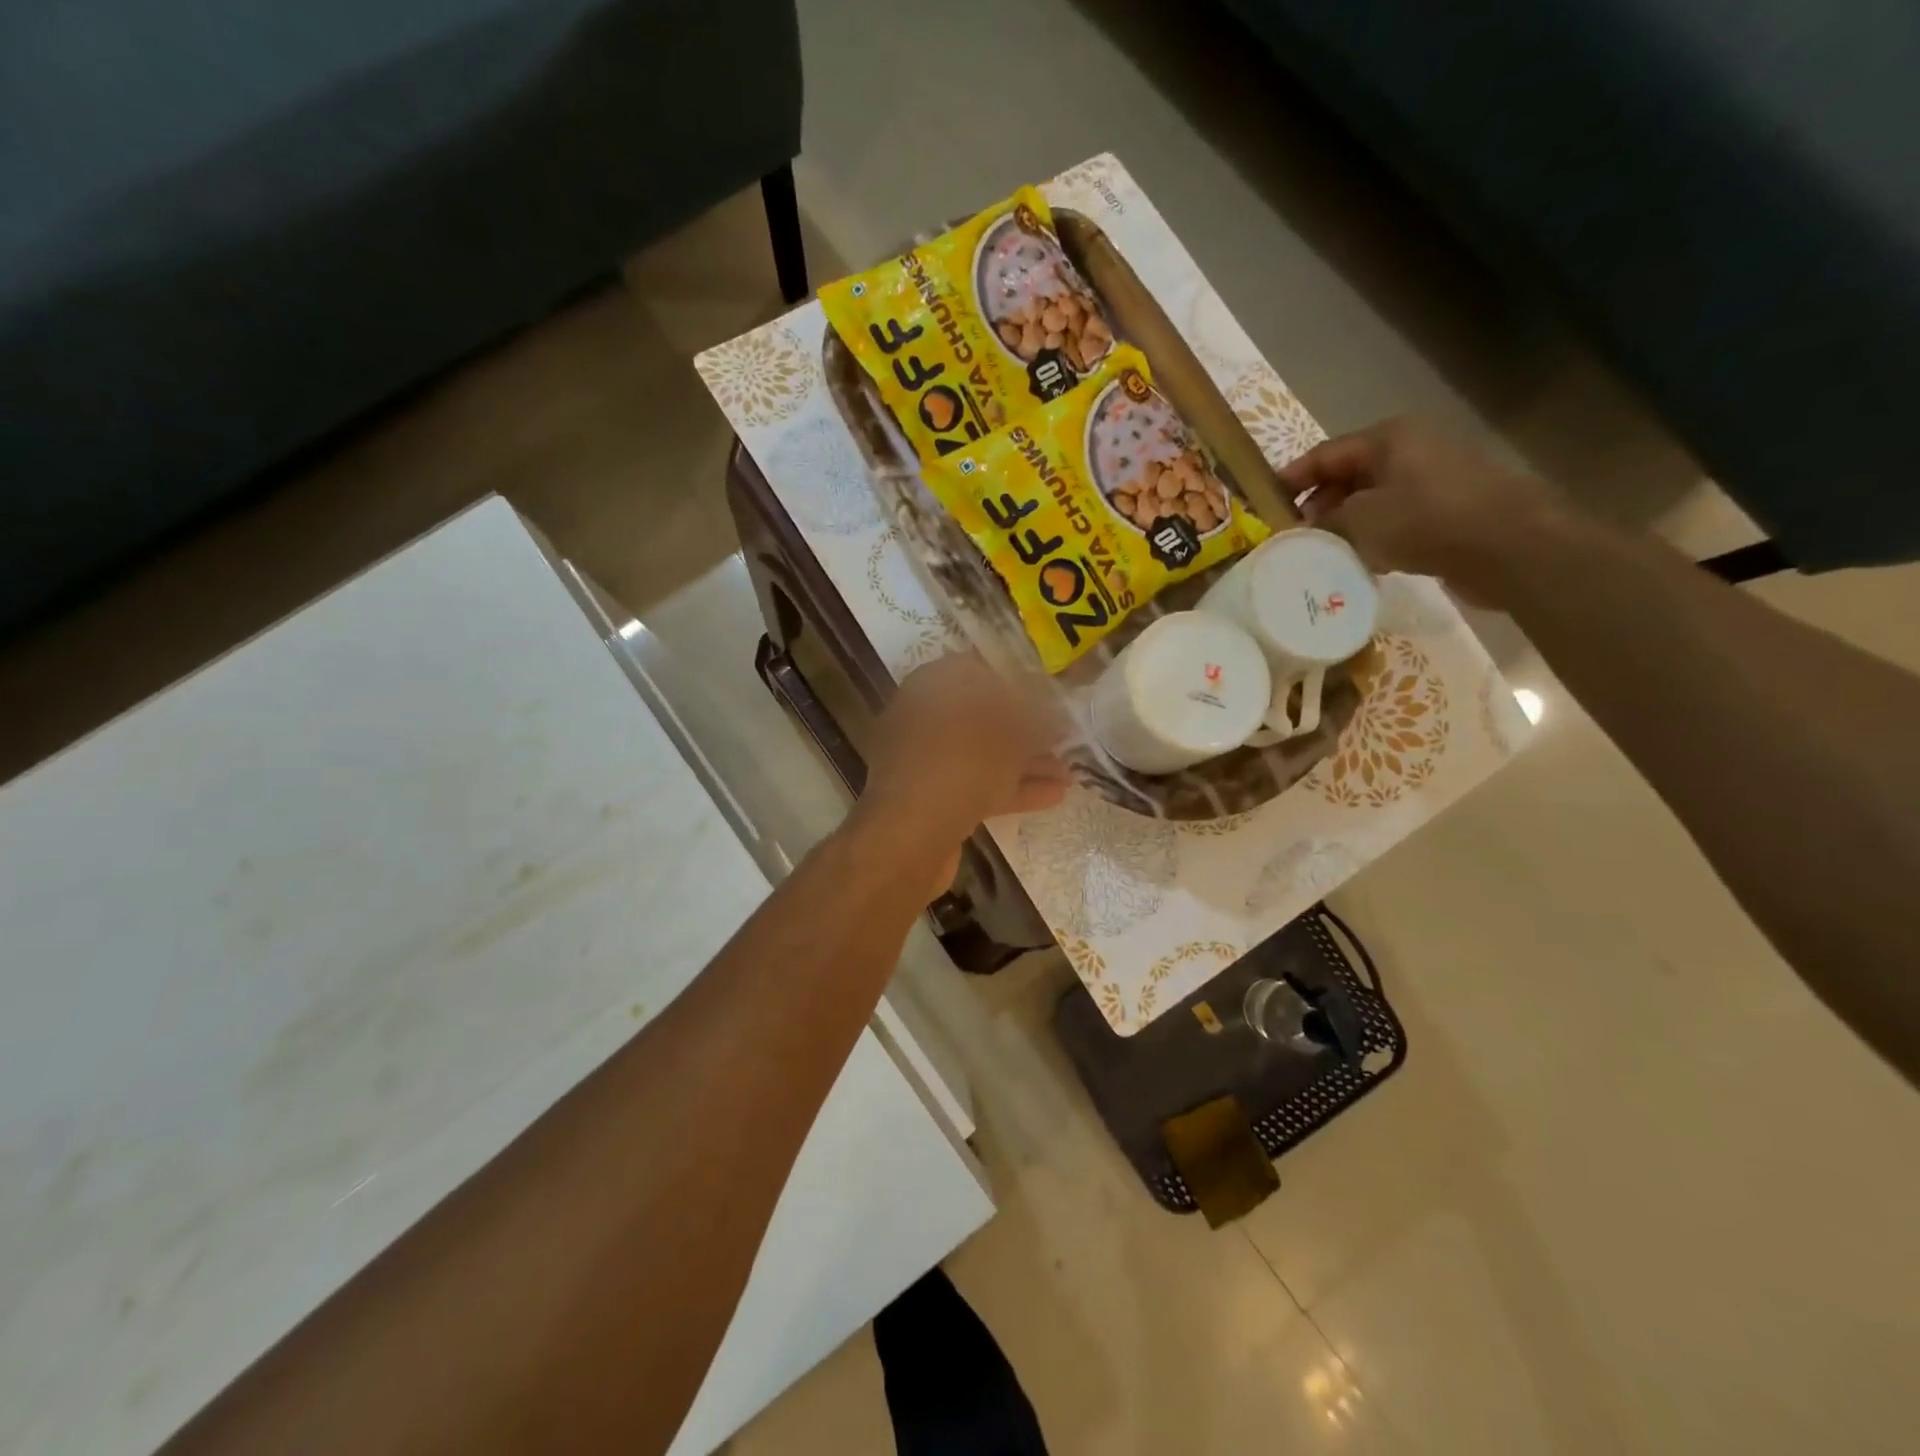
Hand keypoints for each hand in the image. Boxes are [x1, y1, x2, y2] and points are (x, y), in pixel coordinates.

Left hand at [851, 653, 1069, 897]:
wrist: (913, 832)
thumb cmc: (965, 761)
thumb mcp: (1012, 731)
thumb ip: (1036, 718)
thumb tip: (1051, 715)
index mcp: (934, 684)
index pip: (979, 670)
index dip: (1017, 682)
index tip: (1049, 697)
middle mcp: (923, 716)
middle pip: (982, 717)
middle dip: (1025, 730)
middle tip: (1063, 740)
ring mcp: (924, 759)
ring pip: (981, 755)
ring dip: (1024, 763)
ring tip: (1068, 774)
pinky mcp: (929, 797)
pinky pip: (975, 784)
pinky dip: (1009, 788)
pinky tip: (1052, 796)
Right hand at [1279, 416, 1572, 604]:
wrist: (1510, 546)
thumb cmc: (1426, 520)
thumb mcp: (1359, 519)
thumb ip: (1324, 521)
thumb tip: (1307, 528)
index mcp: (1388, 438)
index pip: (1324, 454)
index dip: (1291, 478)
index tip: (1263, 504)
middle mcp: (1411, 450)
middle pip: (1348, 475)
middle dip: (1318, 505)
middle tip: (1293, 536)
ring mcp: (1433, 480)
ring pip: (1371, 500)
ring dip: (1344, 525)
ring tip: (1320, 553)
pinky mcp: (1447, 511)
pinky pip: (1395, 520)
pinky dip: (1373, 537)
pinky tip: (1359, 563)